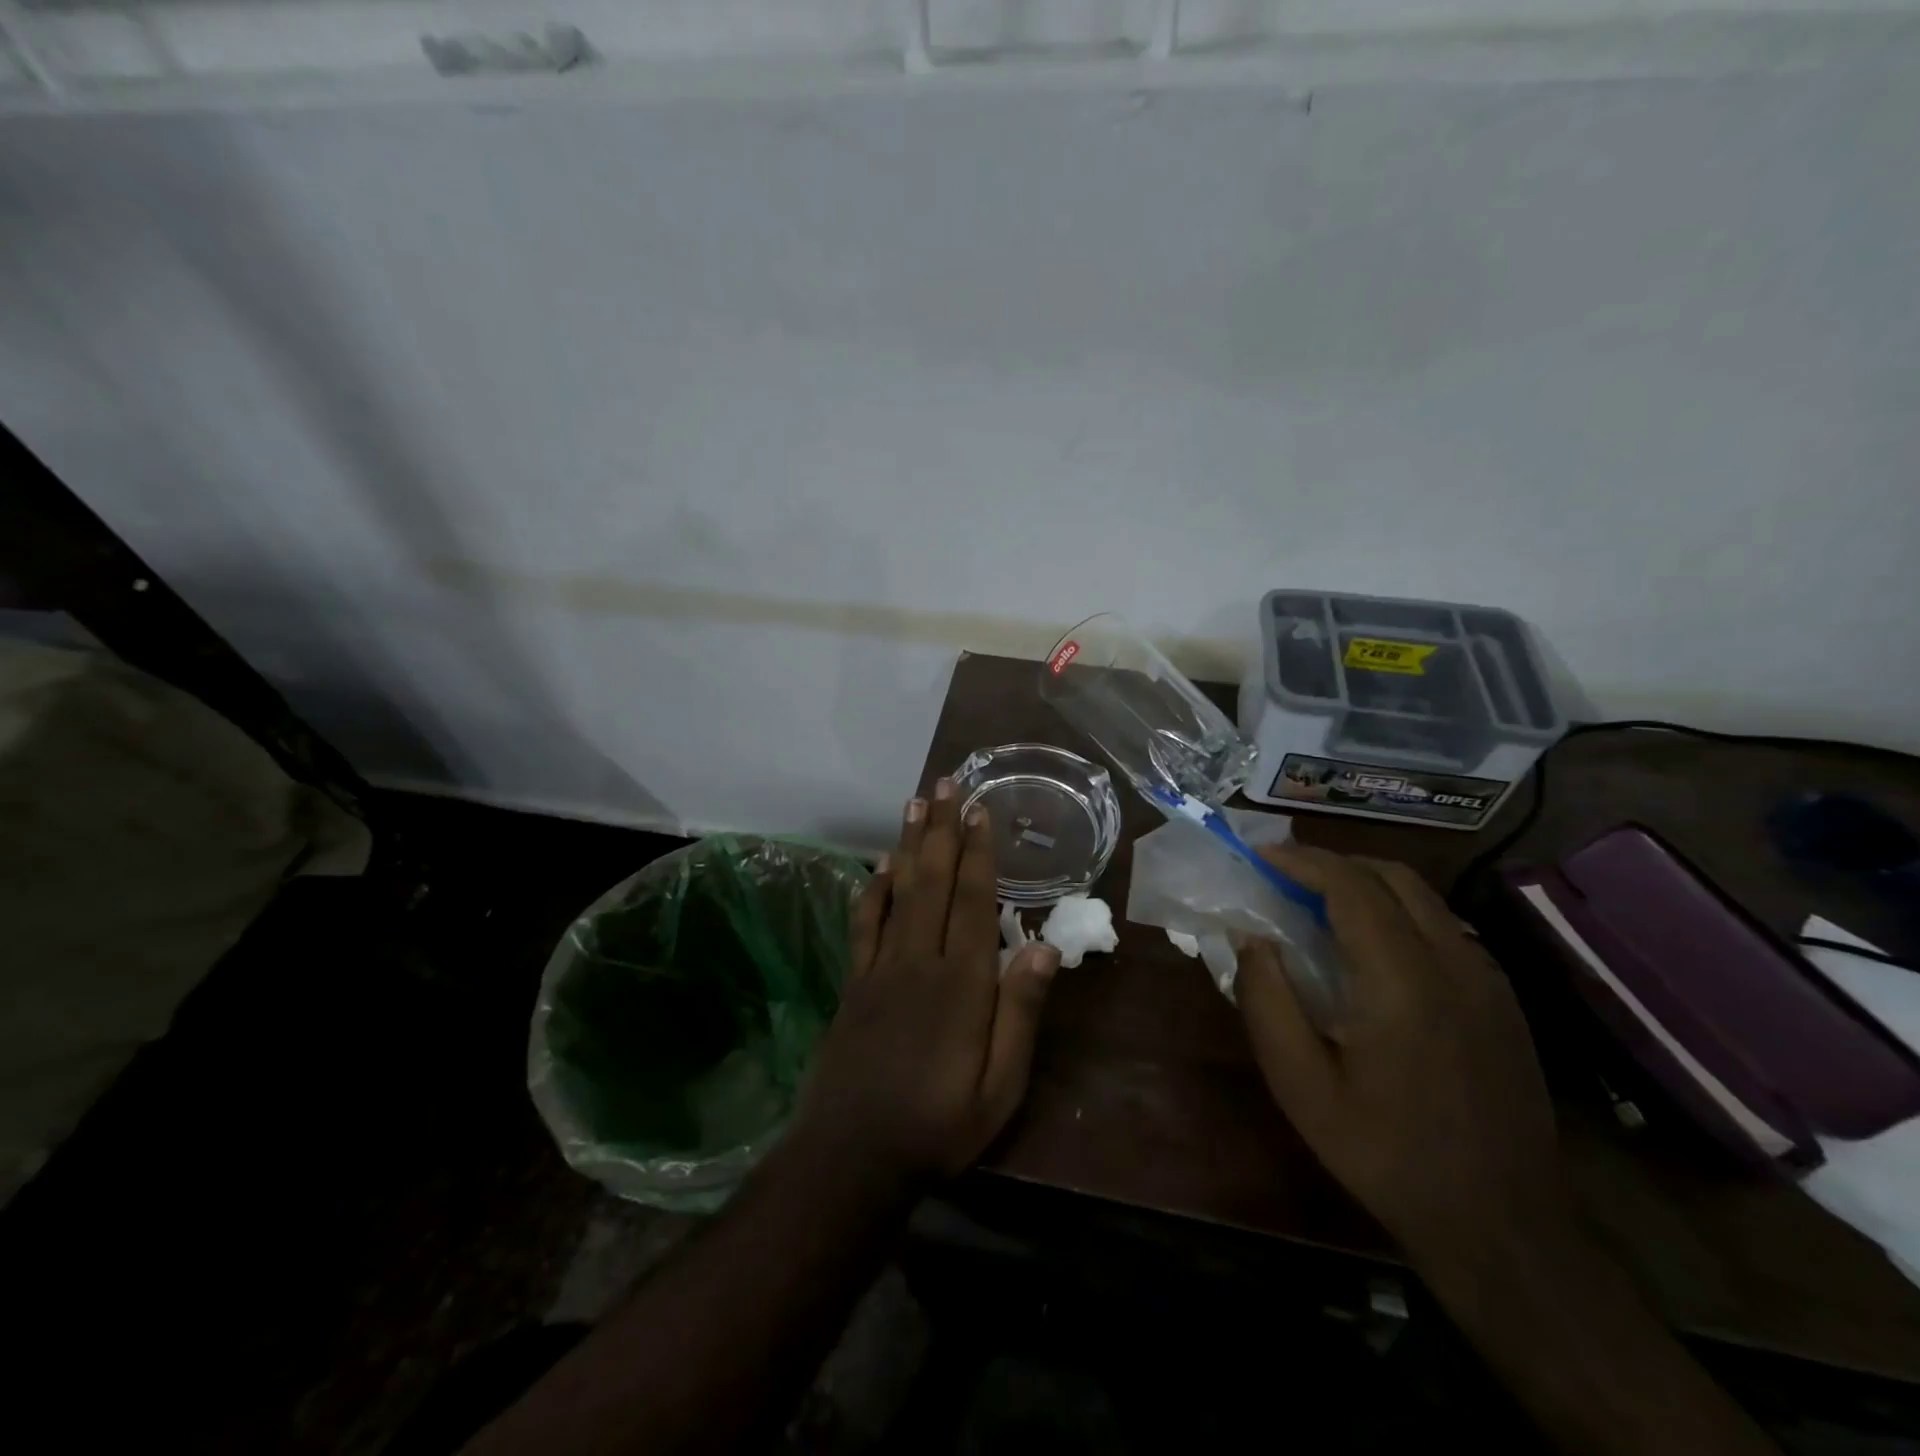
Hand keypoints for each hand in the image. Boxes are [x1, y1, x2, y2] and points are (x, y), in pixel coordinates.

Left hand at [793, 778, 1060, 1186]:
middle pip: (932, 881)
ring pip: (897, 892)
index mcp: (961, 983)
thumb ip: (1020, 1015)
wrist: (852, 1156)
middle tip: (946, 783)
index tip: (979, 810)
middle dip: (941, 828)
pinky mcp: (854, 984)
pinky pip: (864, 924)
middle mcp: (919, 961)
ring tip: (914, 804)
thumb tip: (1043, 950)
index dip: (977, 852)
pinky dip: (872, 890)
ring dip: (908, 844)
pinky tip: (878, 867)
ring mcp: (880, 969)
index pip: (972, 901)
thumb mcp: (1000, 1087)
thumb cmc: (938, 1125)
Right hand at [1236, 845, 1565, 1272]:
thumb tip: (1250, 936)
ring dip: (1368, 883)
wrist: (1502, 1224)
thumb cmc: (1385, 1153)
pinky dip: (1399, 910)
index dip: (1302, 860)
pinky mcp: (1503, 999)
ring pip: (1425, 897)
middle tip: (1286, 876)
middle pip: (1394, 877)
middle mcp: (1454, 963)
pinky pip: (1445, 926)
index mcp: (1402, 981)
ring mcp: (1487, 980)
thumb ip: (1267, 1000)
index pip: (1351, 887)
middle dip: (1335, 862)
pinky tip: (1373, 947)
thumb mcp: (1300, 1085)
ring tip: (1321, 903)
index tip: (1260, 856)